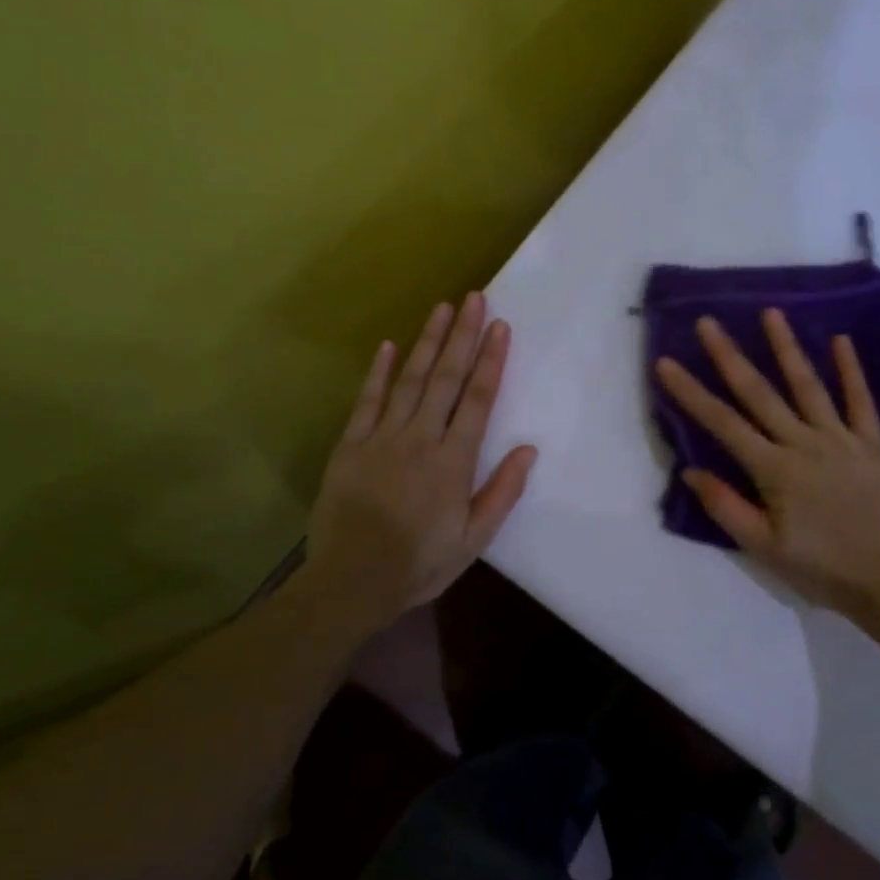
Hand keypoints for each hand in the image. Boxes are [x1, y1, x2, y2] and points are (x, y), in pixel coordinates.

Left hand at [304, 294, 536, 615]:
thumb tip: (528, 449)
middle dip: (463, 336)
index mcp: (454, 460)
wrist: (352, 581)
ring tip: (442, 308)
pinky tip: (390, 345)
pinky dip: (379, 372)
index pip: (478, 399)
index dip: (490, 360)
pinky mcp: (351, 445)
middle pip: (446, 378)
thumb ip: (502, 492)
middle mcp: (420, 438)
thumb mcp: (474, 538)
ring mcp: (382, 437)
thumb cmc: (420, 563)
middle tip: (474, 298)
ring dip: (428, 342)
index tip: (500, 327)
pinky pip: (368, 400)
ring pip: (410, 380)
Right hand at [655, 309, 879, 619]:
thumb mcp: (763, 548)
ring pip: (808, 386)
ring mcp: (841, 439)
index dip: (691, 392)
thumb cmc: (821, 568)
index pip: (722, 423)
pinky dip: (851, 370)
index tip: (667, 363)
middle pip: (759, 393)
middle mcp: (804, 443)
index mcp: (774, 470)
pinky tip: (840, 340)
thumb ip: (726, 507)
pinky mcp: (873, 444)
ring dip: (787, 348)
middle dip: (729, 356)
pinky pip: (860, 401)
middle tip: (708, 322)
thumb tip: (691, 471)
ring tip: (771, 313)